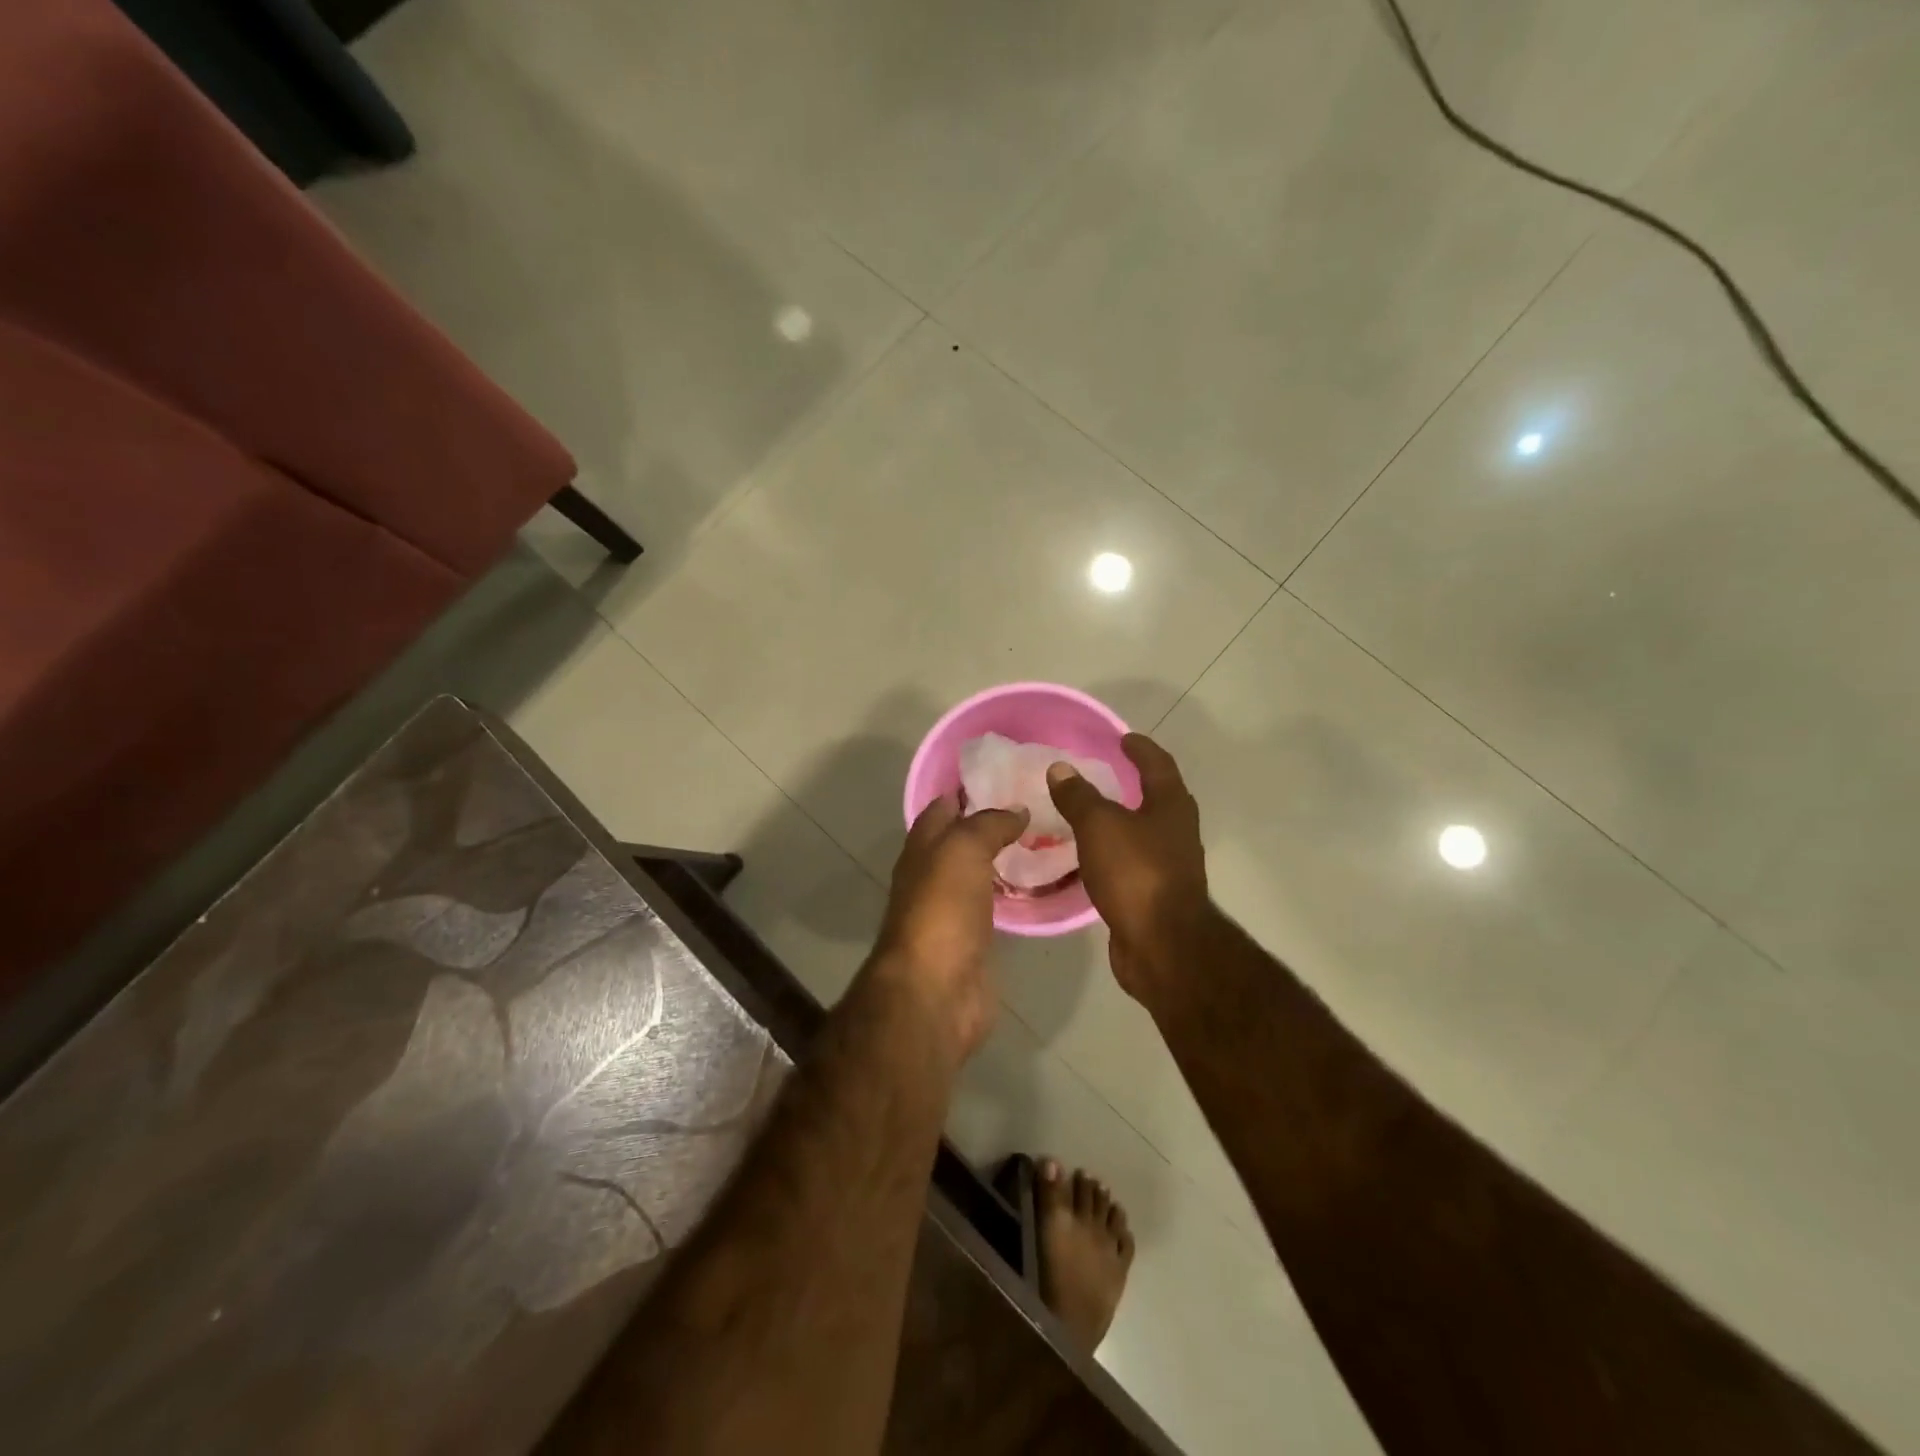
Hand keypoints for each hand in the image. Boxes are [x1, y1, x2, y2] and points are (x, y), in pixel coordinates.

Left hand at [870, 797, 1027, 1063]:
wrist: (936, 990)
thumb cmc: (942, 910)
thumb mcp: (962, 849)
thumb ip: (987, 824)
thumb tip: (1016, 810)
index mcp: (923, 847)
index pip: (943, 806)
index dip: (969, 787)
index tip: (1009, 772)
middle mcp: (934, 874)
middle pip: (963, 839)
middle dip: (993, 821)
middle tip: (1039, 804)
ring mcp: (953, 909)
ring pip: (981, 871)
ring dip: (1005, 856)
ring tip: (1048, 837)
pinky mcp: (975, 939)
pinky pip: (996, 904)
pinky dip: (1013, 891)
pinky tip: (1040, 883)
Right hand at [1046, 734, 1211, 1005]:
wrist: (1162, 946)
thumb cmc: (1135, 873)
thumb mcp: (1099, 826)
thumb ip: (1078, 796)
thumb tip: (1060, 767)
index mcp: (1171, 807)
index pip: (1158, 765)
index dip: (1140, 749)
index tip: (1122, 738)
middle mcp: (1177, 832)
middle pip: (1158, 798)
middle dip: (1134, 784)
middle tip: (1104, 774)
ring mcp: (1171, 866)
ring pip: (1145, 833)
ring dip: (1123, 821)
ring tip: (1090, 815)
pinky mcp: (1157, 896)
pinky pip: (1133, 863)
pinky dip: (1114, 853)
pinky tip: (1092, 858)